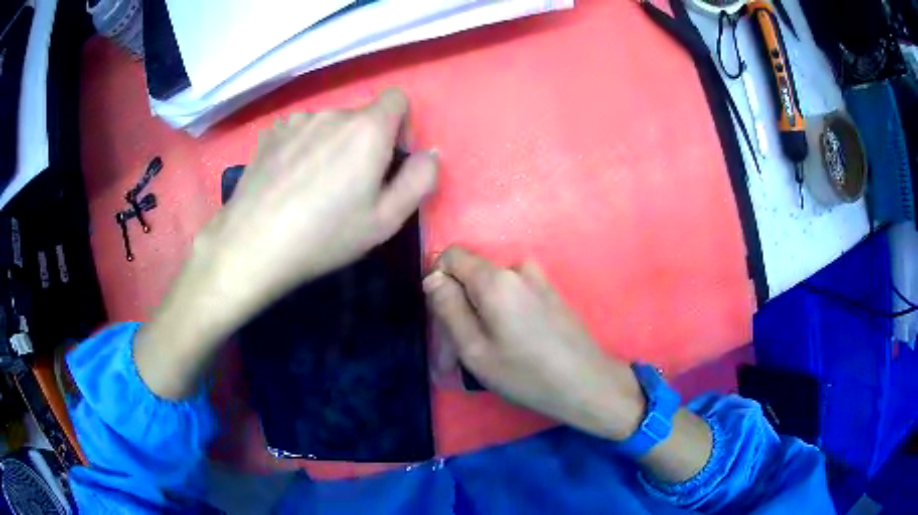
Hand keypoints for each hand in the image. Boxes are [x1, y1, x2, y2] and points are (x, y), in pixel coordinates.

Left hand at [198, 89, 438, 319]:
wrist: (253, 244)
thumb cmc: (325, 235)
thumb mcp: (387, 220)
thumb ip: (420, 180)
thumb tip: (430, 153)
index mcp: (368, 129)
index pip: (397, 99)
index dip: (401, 126)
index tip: (389, 159)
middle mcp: (333, 113)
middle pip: (361, 117)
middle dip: (364, 142)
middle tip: (349, 186)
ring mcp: (297, 120)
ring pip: (328, 124)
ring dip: (331, 144)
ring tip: (314, 185)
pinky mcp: (271, 132)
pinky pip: (299, 131)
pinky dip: (302, 147)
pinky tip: (288, 179)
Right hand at [424, 246, 645, 440]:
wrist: (587, 384)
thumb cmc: (527, 374)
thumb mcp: (475, 350)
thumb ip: (448, 308)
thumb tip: (432, 277)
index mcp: (495, 279)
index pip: (451, 256)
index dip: (439, 281)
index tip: (443, 316)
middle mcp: (518, 270)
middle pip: (472, 275)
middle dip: (460, 305)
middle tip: (460, 351)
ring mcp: (539, 280)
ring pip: (493, 287)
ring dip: (482, 313)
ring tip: (488, 353)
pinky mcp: (552, 294)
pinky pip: (514, 294)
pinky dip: (503, 314)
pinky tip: (513, 346)